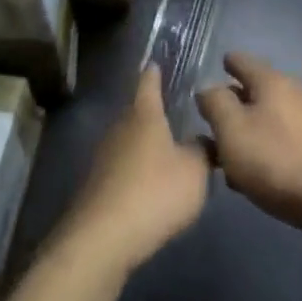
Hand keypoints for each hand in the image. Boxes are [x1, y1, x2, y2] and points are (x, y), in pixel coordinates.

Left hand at [60, 68, 210, 275]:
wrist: (103, 238)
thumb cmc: (155, 192)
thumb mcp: (195, 171)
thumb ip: (204, 151)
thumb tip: (205, 140)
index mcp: (144, 115)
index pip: (148, 83)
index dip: (154, 72)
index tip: (155, 62)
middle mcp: (119, 128)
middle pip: (137, 113)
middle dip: (153, 114)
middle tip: (173, 114)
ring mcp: (103, 157)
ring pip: (128, 142)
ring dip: (144, 146)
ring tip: (165, 154)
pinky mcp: (96, 186)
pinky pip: (121, 169)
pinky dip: (135, 172)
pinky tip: (148, 187)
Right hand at [196, 53, 301, 242]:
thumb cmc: (278, 160)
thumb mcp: (233, 131)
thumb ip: (215, 104)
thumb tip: (208, 88)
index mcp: (271, 81)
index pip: (243, 61)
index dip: (228, 62)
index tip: (218, 64)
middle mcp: (293, 93)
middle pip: (256, 91)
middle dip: (234, 103)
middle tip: (211, 120)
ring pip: (268, 119)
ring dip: (248, 132)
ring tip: (226, 156)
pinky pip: (282, 141)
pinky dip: (264, 150)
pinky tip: (254, 176)